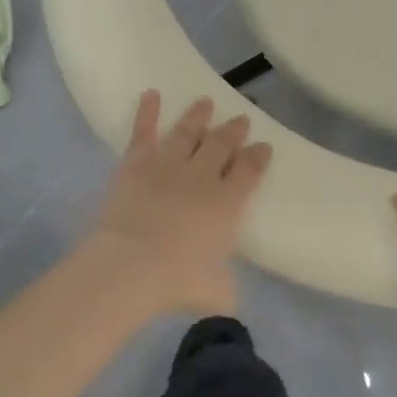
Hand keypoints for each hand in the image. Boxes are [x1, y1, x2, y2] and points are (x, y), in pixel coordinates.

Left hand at [87, 91, 272, 316]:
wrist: (132, 264)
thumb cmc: (178, 280)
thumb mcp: (216, 292)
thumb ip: (225, 290)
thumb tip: (227, 303)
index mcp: (228, 203)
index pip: (250, 170)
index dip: (258, 156)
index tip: (264, 146)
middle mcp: (203, 176)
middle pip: (222, 144)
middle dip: (233, 130)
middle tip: (241, 119)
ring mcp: (169, 164)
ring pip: (188, 131)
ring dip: (198, 115)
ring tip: (205, 102)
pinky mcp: (136, 163)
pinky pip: (143, 131)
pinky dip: (147, 111)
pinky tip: (150, 93)